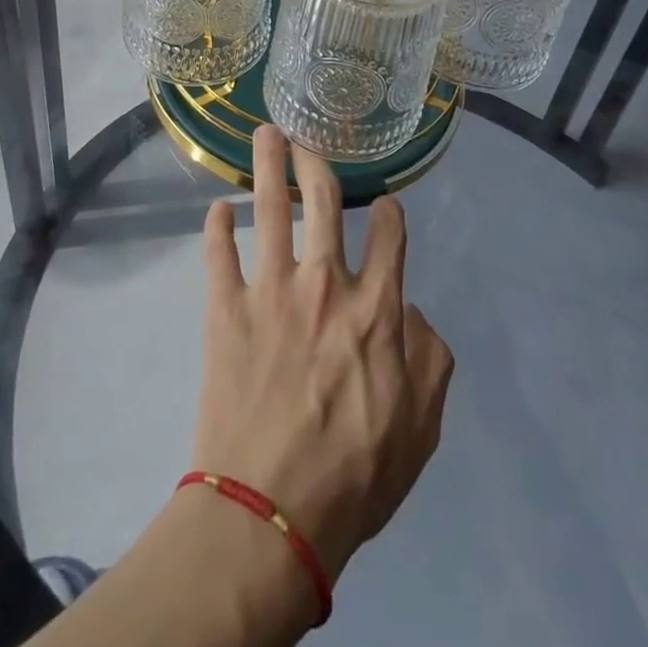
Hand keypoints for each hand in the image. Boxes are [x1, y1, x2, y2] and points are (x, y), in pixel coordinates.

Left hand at [191, 126, 452, 590]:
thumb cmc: (354, 475)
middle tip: (306, 137)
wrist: (272, 512)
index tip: (385, 203)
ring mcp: (271, 289)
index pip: (390, 237)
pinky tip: (218, 209)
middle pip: (323, 201)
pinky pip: (219, 253)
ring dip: (267, 166)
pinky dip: (217, 226)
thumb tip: (413, 310)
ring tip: (263, 135)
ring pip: (269, 208)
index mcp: (376, 309)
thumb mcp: (421, 429)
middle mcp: (325, 283)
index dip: (391, 213)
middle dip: (316, 162)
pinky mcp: (226, 307)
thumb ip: (430, 359)